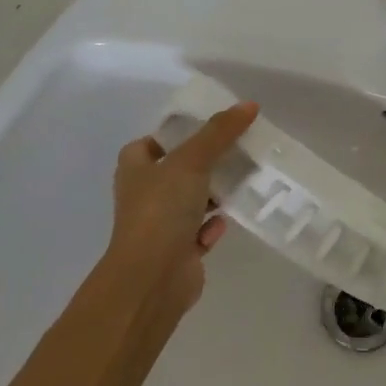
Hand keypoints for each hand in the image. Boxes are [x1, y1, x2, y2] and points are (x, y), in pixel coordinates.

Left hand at [103, 102, 257, 317]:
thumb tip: (249, 105)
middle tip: (239, 149)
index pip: (155, 140)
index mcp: (135, 168)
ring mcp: (160, 224)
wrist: (151, 280)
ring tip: (244, 180)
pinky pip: (201, 231)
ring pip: (193, 199)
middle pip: (180, 169)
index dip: (179, 132)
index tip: (211, 126)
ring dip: (215, 194)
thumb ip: (220, 131)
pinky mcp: (178, 251)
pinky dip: (213, 226)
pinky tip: (225, 222)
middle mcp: (144, 194)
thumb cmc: (162, 209)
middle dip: (207, 162)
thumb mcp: (192, 160)